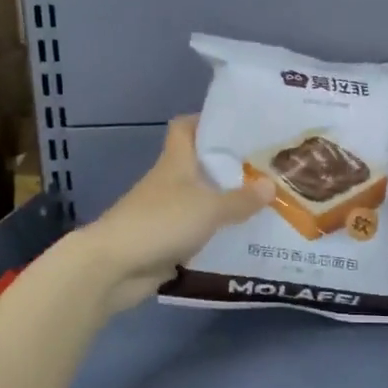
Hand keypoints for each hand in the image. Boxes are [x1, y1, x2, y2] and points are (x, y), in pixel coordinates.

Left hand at [77, 116, 274, 310]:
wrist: (115, 266)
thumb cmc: (161, 222)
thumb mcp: (209, 208)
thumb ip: (241, 199)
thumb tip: (272, 185)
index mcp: (176, 161)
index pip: (185, 127)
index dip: (207, 121)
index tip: (239, 126)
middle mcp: (170, 182)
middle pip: (200, 166)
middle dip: (231, 168)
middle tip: (269, 170)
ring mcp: (166, 213)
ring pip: (202, 202)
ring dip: (227, 205)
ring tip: (267, 206)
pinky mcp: (167, 242)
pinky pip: (199, 234)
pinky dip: (218, 235)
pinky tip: (246, 241)